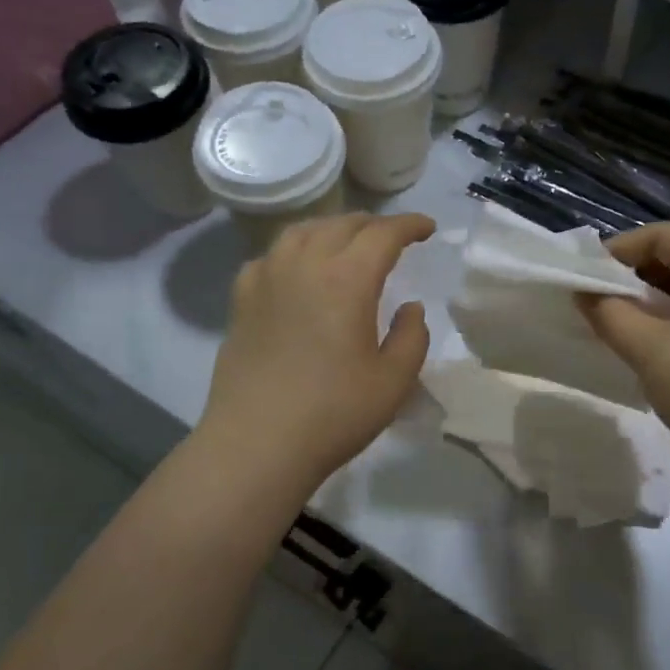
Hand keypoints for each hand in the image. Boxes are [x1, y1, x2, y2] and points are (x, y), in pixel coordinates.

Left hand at [199, 213, 434, 491]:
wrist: (257, 444)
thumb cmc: (334, 414)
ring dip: (332, 230)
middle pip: (341, 225)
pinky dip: (293, 252)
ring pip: (301, 233)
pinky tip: (297, 270)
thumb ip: (412, 336)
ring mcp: (266, 280)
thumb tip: (410, 308)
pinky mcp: (242, 302)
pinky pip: (270, 257)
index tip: (427, 229)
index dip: (409, 225)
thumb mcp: (394, 381)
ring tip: (346, 244)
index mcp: (346, 280)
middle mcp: (303, 266)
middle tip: (392, 238)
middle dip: (373, 225)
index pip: (382, 234)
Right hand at [579, 223, 669, 475]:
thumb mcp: (649, 348)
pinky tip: (648, 339)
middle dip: (635, 273)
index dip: (621, 249)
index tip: (584, 274)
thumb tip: (581, 292)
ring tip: (615, 318)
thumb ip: (608, 312)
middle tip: (596, 297)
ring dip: (652, 297)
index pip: (668, 236)